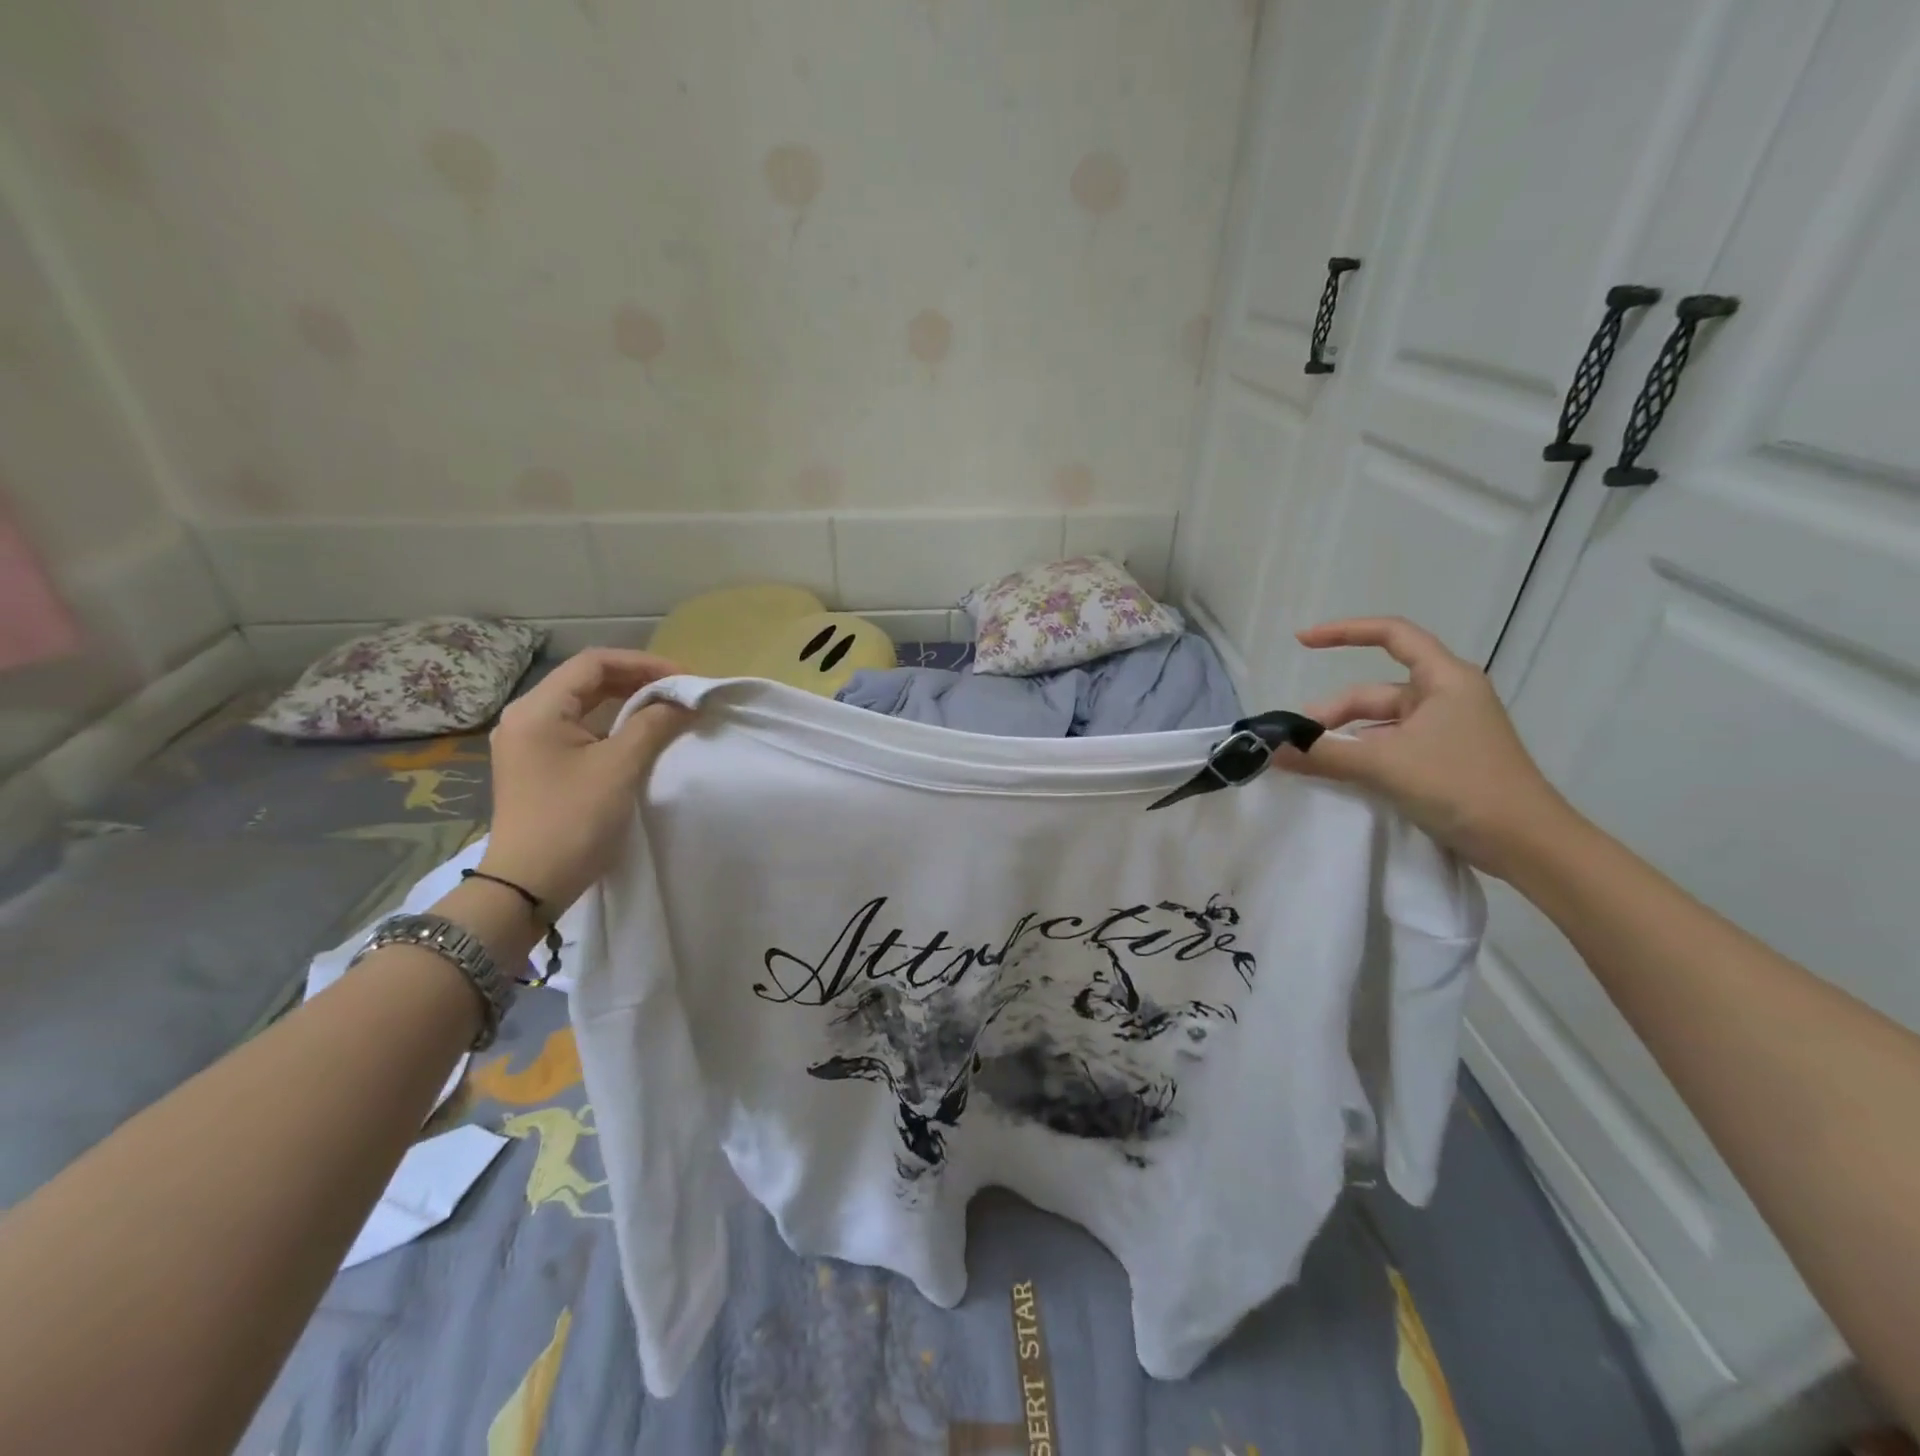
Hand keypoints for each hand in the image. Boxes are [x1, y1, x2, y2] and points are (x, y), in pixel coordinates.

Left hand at [477, 649, 689, 912]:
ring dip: (627, 702)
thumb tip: (683, 702)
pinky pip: (580, 729)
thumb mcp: (620, 768)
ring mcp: (530, 742)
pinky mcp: (539, 765)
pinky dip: (613, 724)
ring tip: (667, 709)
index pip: (594, 663)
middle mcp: (527, 717)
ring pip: (585, 705)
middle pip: (587, 680)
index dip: (644, 664)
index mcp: (538, 709)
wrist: (528, 886)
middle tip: (680, 693)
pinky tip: (640, 734)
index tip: (684, 679)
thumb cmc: (573, 821)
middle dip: (638, 680)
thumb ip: (653, 725)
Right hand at [1275, 617, 1575, 878]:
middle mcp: (1446, 697)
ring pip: (1380, 723)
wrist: (1528, 845)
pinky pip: (1392, 747)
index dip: (1344, 632)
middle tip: (1295, 741)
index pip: (1391, 635)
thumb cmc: (1462, 786)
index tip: (1301, 641)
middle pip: (1375, 691)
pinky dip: (1363, 756)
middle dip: (1333, 713)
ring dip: (1345, 739)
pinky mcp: (1444, 761)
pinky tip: (1339, 775)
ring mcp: (1447, 730)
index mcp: (1444, 679)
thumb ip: (1325, 754)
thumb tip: (1272, 748)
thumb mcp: (1385, 765)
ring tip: (1309, 761)